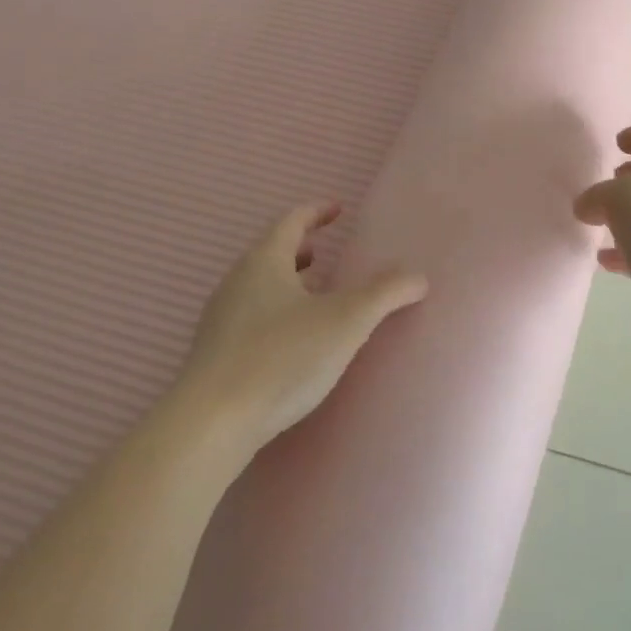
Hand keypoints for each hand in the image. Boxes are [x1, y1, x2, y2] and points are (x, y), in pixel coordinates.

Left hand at [168, 202, 428, 455]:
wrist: (212, 422)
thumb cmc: (282, 357)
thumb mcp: (346, 321)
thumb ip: (385, 294)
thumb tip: (418, 276)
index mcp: (264, 261)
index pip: (291, 221)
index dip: (316, 211)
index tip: (337, 208)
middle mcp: (237, 281)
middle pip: (270, 252)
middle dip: (299, 248)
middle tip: (324, 250)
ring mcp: (221, 318)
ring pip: (258, 285)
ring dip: (286, 281)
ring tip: (312, 293)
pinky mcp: (214, 352)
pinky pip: (250, 315)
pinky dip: (274, 310)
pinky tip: (291, 339)